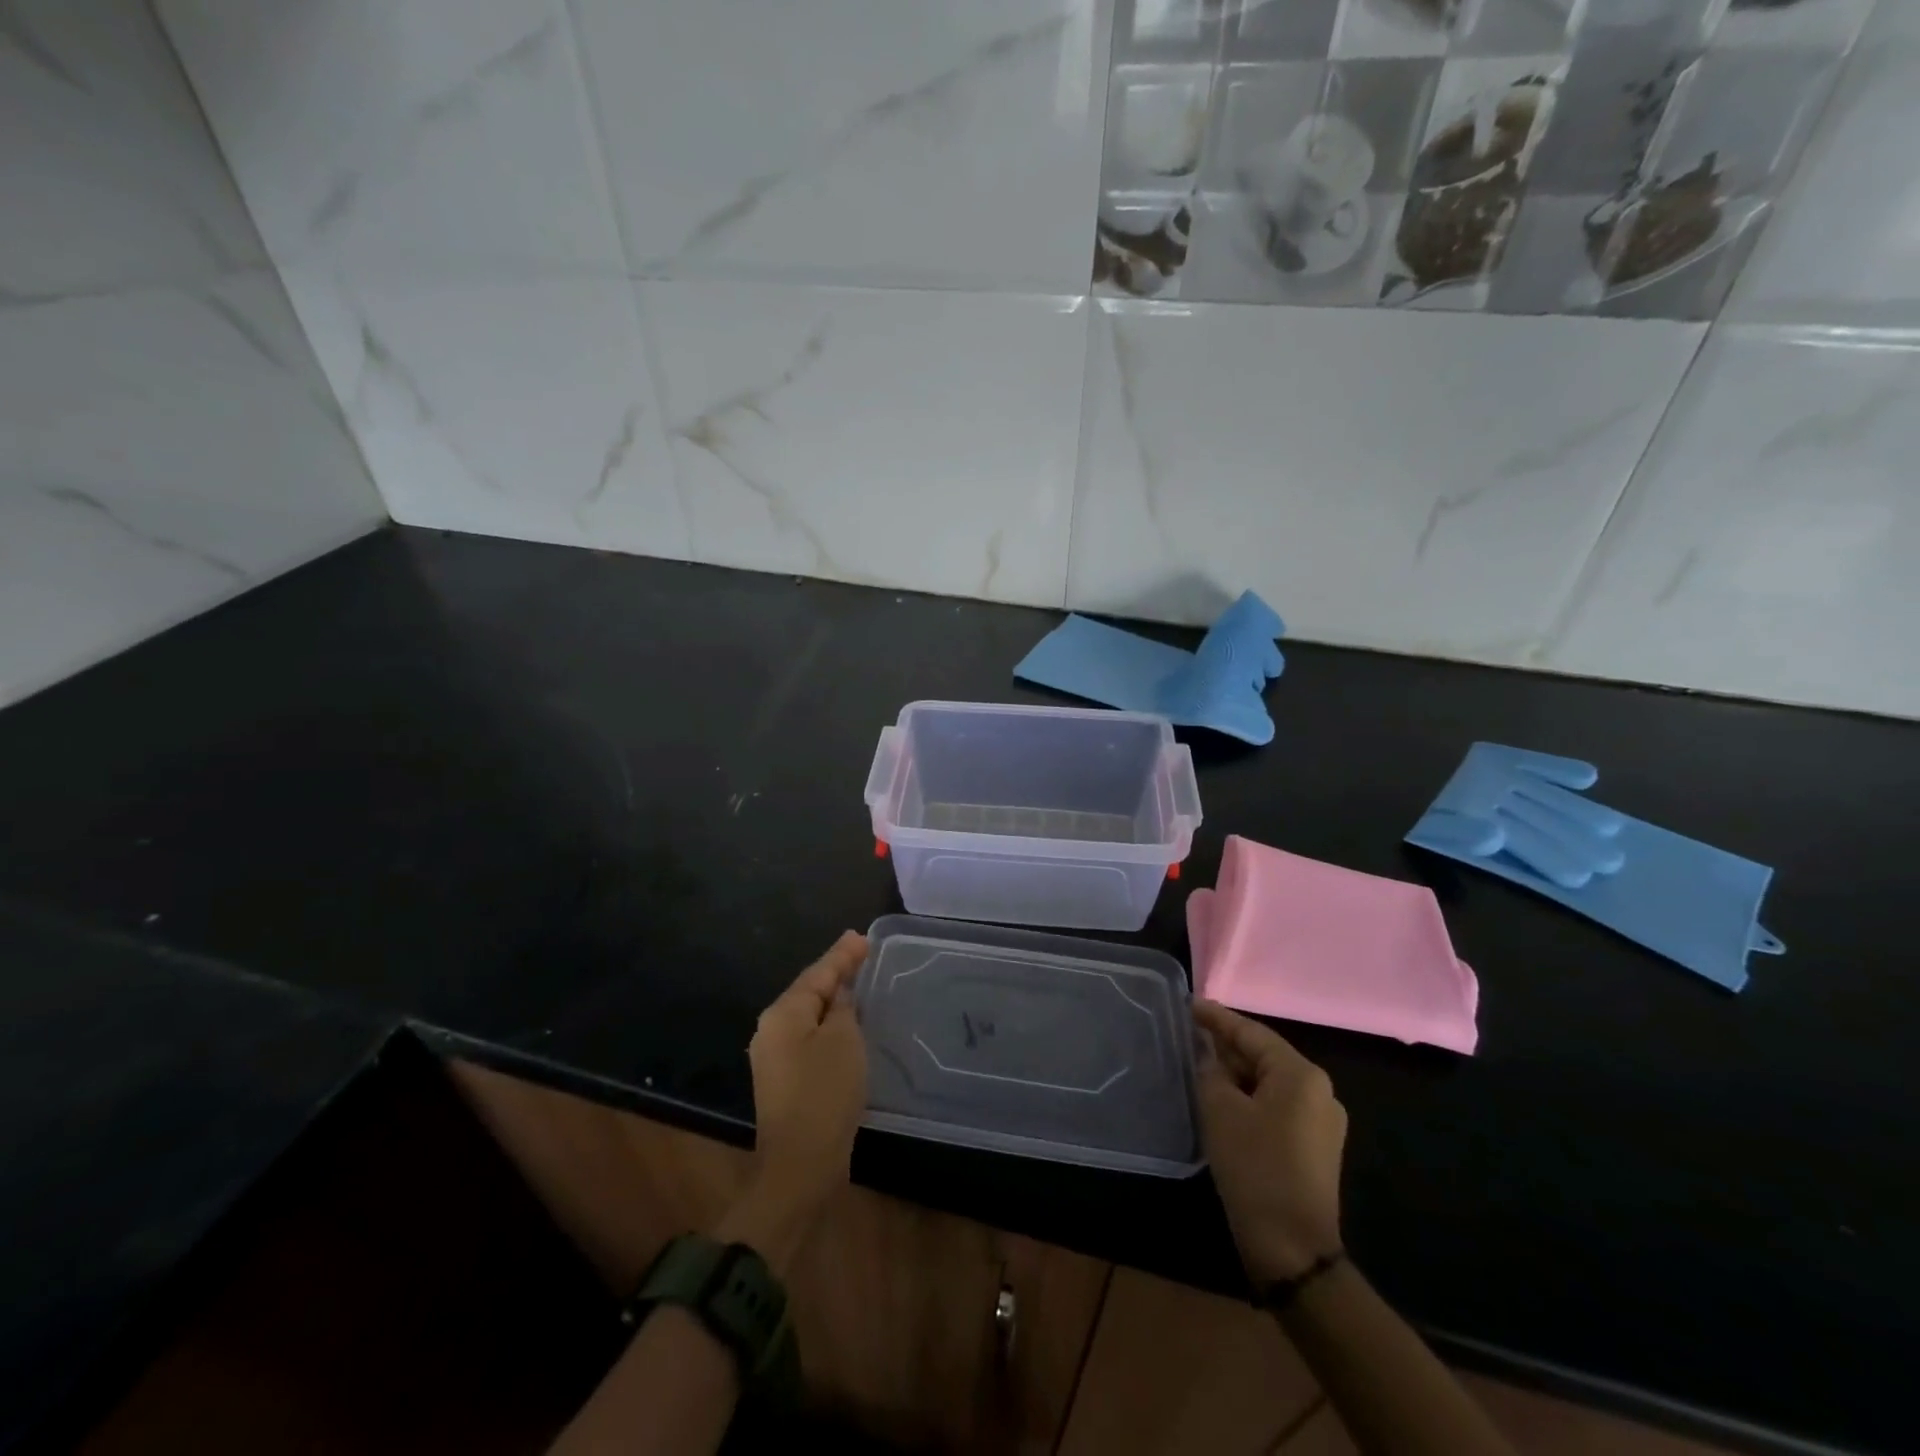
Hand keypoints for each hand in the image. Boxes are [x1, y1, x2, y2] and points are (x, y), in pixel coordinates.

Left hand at [720, 932, 868, 1273]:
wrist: (800, 1167)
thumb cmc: (824, 1095)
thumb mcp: (843, 1041)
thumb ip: (844, 1008)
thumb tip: (840, 995)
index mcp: (782, 1014)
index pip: (818, 973)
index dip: (842, 955)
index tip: (861, 937)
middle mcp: (771, 1030)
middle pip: (809, 991)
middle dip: (836, 972)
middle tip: (862, 953)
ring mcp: (775, 1057)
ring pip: (810, 1016)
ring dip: (834, 1000)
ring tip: (858, 981)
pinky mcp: (786, 1081)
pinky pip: (811, 1038)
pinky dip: (830, 1025)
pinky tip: (848, 1022)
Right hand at [1194, 999, 1346, 1285]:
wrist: (1293, 1250)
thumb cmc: (1255, 1167)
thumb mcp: (1220, 1110)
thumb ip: (1211, 1071)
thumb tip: (1210, 1057)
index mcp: (1301, 1074)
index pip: (1251, 1032)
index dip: (1217, 1018)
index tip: (1189, 1004)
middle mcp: (1319, 1091)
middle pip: (1264, 1056)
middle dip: (1226, 1046)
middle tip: (1189, 1035)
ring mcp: (1322, 1122)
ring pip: (1269, 1083)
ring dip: (1236, 1075)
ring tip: (1200, 1065)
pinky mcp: (1315, 1149)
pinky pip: (1277, 1107)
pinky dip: (1249, 1098)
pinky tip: (1223, 1101)